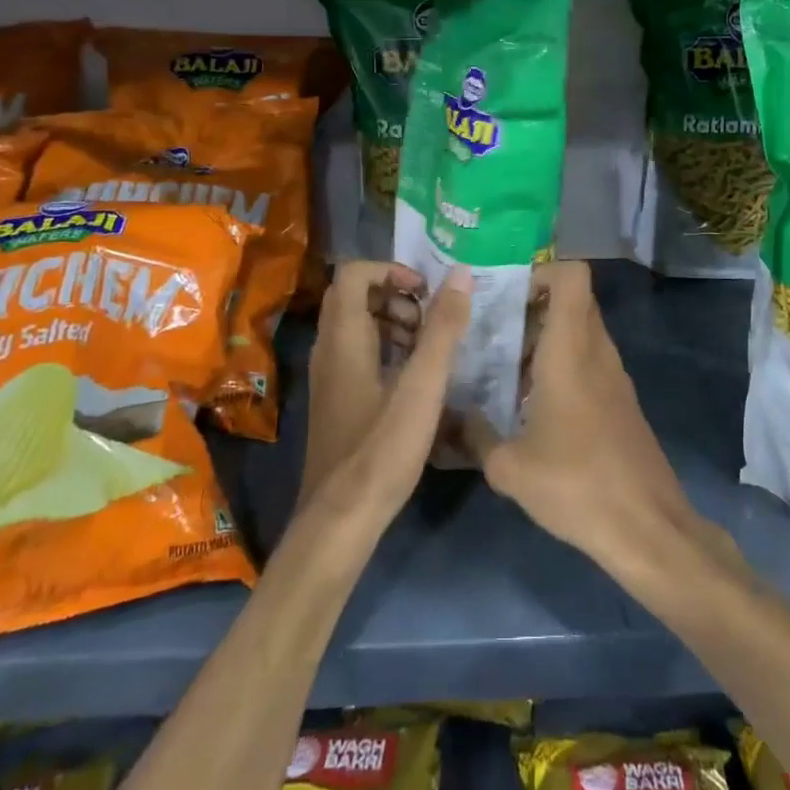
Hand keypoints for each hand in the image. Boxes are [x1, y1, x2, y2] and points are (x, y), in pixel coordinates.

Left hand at [301, 262, 469, 525]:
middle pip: (354, 296)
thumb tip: (461, 274)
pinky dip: (387, 349)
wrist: (341, 519)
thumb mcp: (422, 385)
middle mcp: (328, 349)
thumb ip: (443, 328)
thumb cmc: (383, 447)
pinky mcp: (336, 399)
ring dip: (394, 322)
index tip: (426, 291)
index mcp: (343, 337)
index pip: (354, 273)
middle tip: (430, 321)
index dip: (391, 270)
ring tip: (428, 349)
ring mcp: (329, 376)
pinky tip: (414, 379)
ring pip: (357, 326)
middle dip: (396, 296)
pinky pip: (358, 353)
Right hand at [465, 262, 710, 576]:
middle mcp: (597, 352)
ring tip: (505, 369)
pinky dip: (562, 365)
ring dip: (546, 338)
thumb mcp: (509, 467)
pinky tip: (533, 405)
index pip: (572, 276)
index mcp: (571, 350)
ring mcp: (614, 376)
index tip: (507, 294)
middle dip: (534, 305)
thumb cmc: (576, 485)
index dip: (542, 270)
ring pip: (581, 332)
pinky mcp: (621, 401)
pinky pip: (589, 361)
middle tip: (495, 330)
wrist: (646, 527)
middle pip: (573, 301)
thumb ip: (476, 435)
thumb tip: (456, 417)